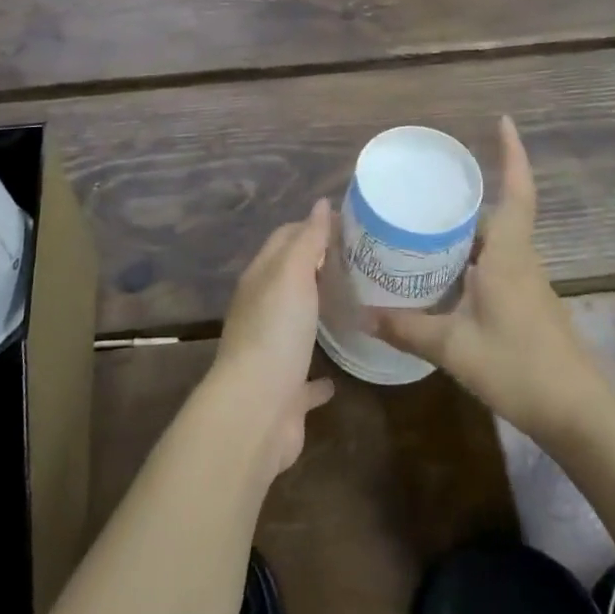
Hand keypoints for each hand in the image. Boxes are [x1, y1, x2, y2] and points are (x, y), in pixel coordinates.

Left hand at [211, 198, 337, 474]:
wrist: (255, 410)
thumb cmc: (275, 332)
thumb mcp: (291, 274)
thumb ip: (307, 240)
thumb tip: (320, 204)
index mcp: (260, 280)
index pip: (283, 239)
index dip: (310, 227)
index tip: (347, 224)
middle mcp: (261, 312)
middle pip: (290, 280)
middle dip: (317, 267)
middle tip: (358, 262)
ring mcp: (272, 353)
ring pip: (296, 326)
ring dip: (316, 315)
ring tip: (352, 307)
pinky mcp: (286, 392)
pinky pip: (305, 378)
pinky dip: (320, 376)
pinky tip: (338, 377)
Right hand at [372, 118, 603, 441]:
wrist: (579, 415)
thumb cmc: (519, 368)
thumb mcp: (453, 348)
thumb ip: (406, 328)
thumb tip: (361, 313)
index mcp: (509, 256)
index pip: (517, 192)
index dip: (513, 155)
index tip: (503, 122)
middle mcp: (522, 261)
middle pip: (499, 214)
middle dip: (470, 196)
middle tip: (428, 186)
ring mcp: (529, 285)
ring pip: (498, 242)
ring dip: (470, 229)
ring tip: (427, 225)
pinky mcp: (529, 306)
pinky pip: (498, 266)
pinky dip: (473, 258)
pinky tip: (446, 275)